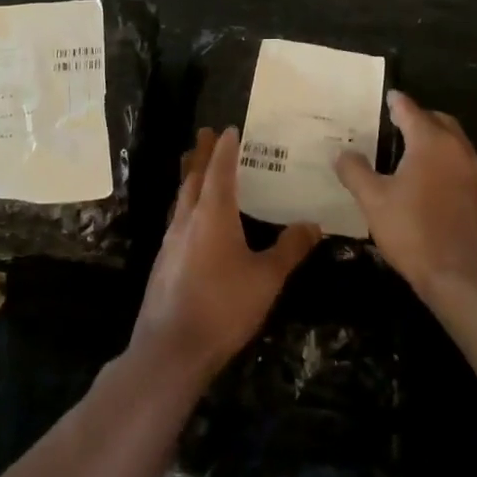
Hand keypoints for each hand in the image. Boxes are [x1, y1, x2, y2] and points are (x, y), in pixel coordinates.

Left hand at [131, 127, 319, 382]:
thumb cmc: (223, 306)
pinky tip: (191, 220)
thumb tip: (313, 224)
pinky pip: (176, 220)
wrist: (171, 348)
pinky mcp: (163, 262)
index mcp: (213, 214)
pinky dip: (186, 205)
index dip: (226, 148)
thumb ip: (289, 249)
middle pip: (193, 177)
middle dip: (202, 154)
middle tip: (206, 133)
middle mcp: (188, 219)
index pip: (220, 170)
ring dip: (189, 177)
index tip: (230, 128)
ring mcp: (171, 241)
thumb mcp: (266, 278)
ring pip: (181, 198)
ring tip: (195, 166)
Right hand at [336, 91, 476, 304]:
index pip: (411, 110)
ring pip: (454, 143)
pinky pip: (462, 165)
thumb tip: (342, 153)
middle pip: (439, 121)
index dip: (397, 102)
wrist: (465, 279)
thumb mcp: (374, 201)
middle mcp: (459, 150)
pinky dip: (445, 162)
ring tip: (410, 151)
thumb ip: (356, 172)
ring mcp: (476, 174)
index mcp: (432, 143)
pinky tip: (429, 182)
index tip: (388, 96)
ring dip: (435, 140)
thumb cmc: (415, 232)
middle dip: (419, 117)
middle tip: (397, 123)